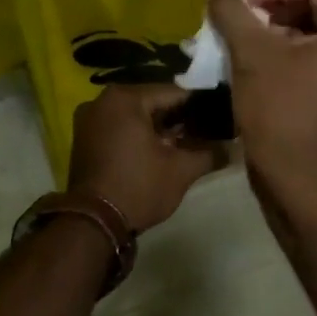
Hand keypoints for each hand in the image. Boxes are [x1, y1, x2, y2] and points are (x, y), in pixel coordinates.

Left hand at [68, 83, 226, 230]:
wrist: (93, 222)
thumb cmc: (139, 188)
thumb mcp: (181, 171)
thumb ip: (210, 153)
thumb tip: (233, 147)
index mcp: (125, 98)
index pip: (174, 93)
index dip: (199, 107)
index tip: (219, 118)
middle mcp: (103, 100)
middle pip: (152, 102)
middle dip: (178, 118)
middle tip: (204, 134)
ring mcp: (89, 118)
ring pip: (135, 115)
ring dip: (158, 127)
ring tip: (184, 144)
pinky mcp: (83, 137)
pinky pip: (119, 126)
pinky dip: (137, 134)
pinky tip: (158, 151)